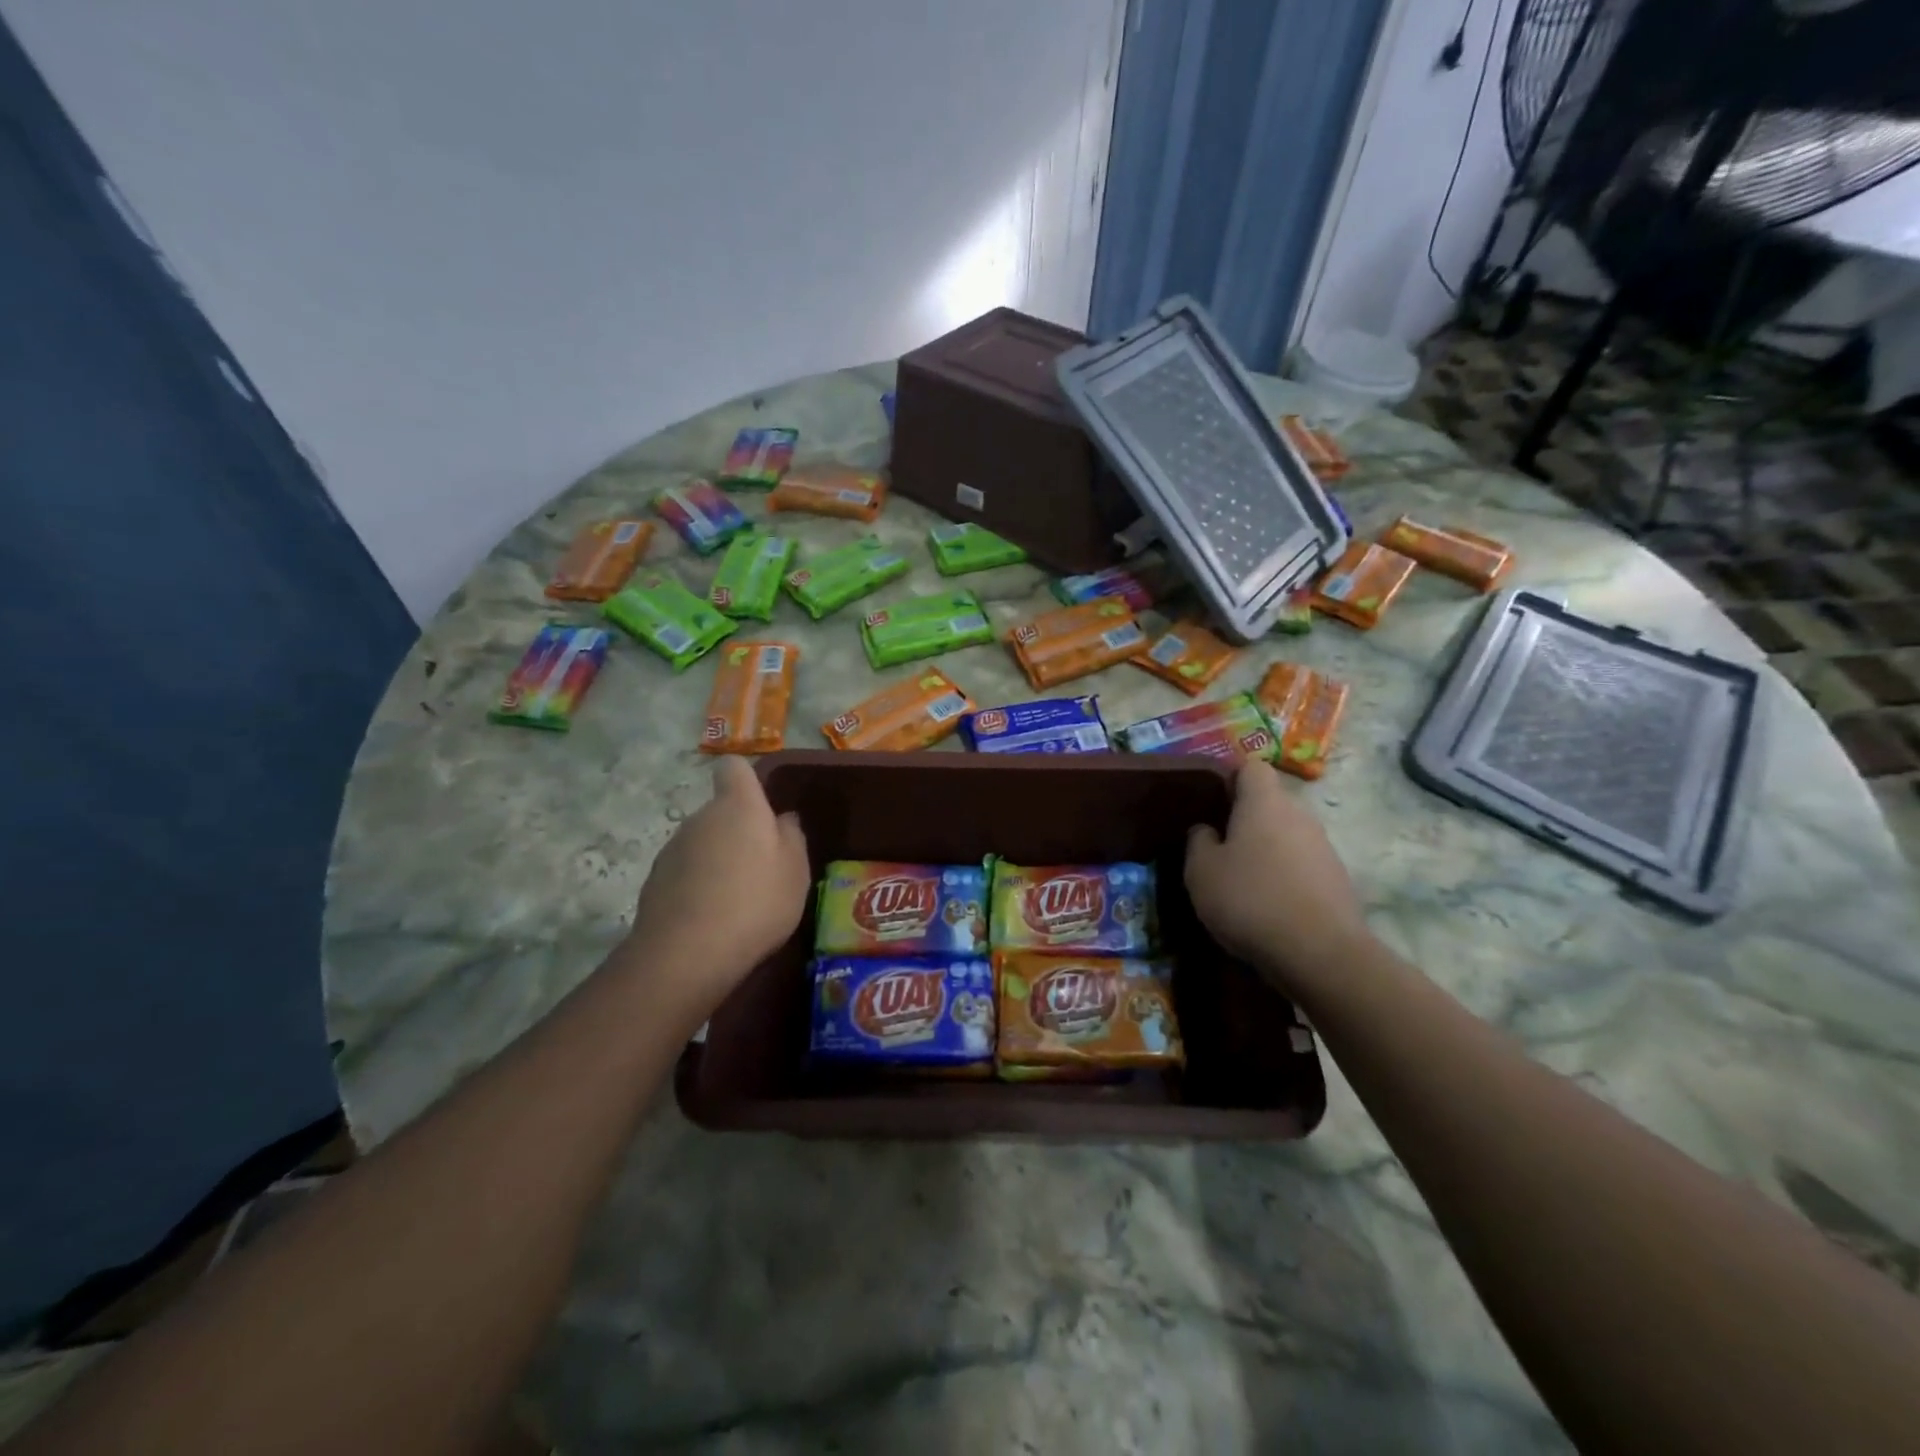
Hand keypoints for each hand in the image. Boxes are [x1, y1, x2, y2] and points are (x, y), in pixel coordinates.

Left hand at [626, 758, 809, 1018]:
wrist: (686, 955)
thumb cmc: (756, 902)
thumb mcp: (796, 870)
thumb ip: (792, 836)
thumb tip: (782, 819)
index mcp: (737, 806)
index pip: (734, 768)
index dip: (747, 781)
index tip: (763, 807)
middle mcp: (700, 818)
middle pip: (720, 812)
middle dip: (739, 831)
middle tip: (762, 868)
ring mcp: (672, 849)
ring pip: (703, 843)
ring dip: (718, 861)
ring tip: (737, 900)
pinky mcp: (654, 882)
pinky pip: (685, 873)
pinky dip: (698, 886)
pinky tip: (712, 919)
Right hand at [1185, 760, 1370, 995]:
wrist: (1321, 954)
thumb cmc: (1250, 900)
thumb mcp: (1200, 871)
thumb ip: (1198, 841)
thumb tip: (1207, 830)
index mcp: (1264, 803)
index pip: (1251, 767)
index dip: (1229, 778)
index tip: (1210, 802)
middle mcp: (1299, 815)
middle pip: (1270, 803)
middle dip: (1245, 819)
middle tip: (1218, 847)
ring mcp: (1324, 848)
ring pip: (1286, 835)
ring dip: (1265, 850)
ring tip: (1241, 882)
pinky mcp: (1337, 880)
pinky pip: (1301, 865)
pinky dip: (1284, 876)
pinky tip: (1267, 906)